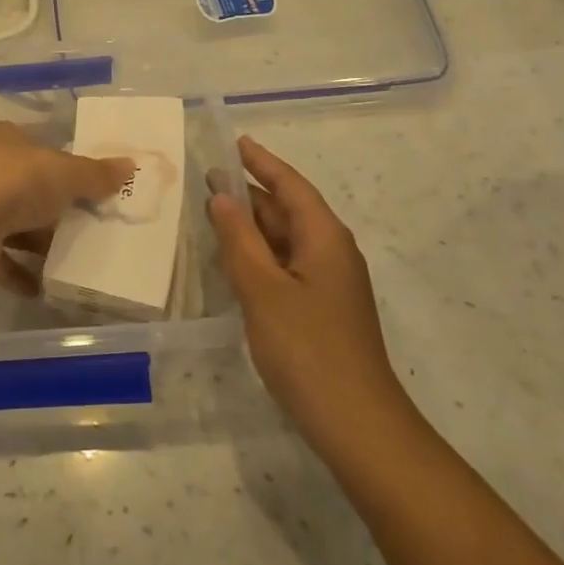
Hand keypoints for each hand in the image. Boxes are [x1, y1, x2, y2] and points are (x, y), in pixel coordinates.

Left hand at [0, 122, 133, 294]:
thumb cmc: (14, 183)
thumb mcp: (64, 172)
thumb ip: (96, 174)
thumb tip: (131, 166)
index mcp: (7, 141)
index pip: (41, 150)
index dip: (67, 168)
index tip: (93, 190)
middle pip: (29, 190)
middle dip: (56, 210)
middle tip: (91, 229)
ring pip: (14, 226)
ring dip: (39, 244)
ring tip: (75, 261)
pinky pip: (1, 261)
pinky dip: (20, 274)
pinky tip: (44, 288)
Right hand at [207, 136, 415, 454]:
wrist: (355, 422)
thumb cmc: (307, 348)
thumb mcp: (263, 289)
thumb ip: (240, 239)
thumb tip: (222, 197)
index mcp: (324, 237)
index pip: (290, 185)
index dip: (261, 162)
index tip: (234, 142)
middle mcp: (331, 252)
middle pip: (289, 209)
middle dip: (251, 193)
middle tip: (207, 179)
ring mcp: (329, 283)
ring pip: (286, 240)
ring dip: (253, 225)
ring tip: (214, 213)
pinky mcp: (322, 309)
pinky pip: (286, 266)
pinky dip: (259, 255)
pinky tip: (235, 261)